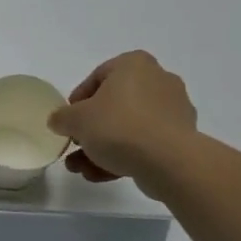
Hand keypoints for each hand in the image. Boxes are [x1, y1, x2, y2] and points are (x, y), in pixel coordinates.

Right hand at [48, 51, 199, 187]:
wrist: (168, 161)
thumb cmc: (118, 126)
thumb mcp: (76, 120)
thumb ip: (62, 118)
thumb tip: (58, 121)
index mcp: (134, 64)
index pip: (98, 77)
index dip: (77, 102)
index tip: (68, 122)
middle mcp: (158, 80)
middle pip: (114, 105)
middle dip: (90, 130)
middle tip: (75, 147)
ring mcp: (173, 110)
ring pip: (128, 127)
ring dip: (101, 148)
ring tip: (81, 169)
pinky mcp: (181, 138)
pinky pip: (145, 143)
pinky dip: (123, 157)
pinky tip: (100, 176)